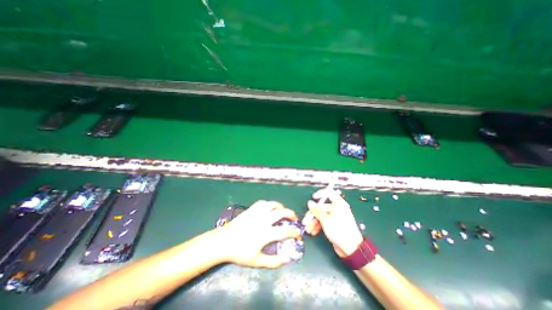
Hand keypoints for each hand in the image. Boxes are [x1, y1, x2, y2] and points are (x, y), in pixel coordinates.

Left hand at [217, 201, 300, 268]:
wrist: (223, 241)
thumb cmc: (240, 252)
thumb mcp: (257, 261)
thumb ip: (273, 262)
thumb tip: (287, 259)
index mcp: (266, 233)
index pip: (286, 231)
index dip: (295, 233)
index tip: (298, 235)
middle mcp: (264, 220)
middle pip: (282, 213)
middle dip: (291, 214)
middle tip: (294, 218)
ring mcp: (257, 213)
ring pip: (273, 204)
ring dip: (281, 206)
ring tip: (283, 210)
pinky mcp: (251, 209)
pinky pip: (263, 203)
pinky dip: (269, 204)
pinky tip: (269, 208)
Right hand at [301, 189, 362, 256]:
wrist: (351, 249)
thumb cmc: (339, 231)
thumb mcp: (325, 220)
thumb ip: (316, 210)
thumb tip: (310, 203)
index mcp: (338, 204)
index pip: (329, 193)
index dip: (320, 193)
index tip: (313, 197)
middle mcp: (337, 209)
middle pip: (322, 207)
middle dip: (313, 215)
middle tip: (305, 221)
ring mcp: (336, 217)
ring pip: (322, 216)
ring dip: (314, 222)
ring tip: (308, 229)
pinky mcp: (334, 225)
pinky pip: (324, 222)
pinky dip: (318, 226)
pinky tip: (313, 231)